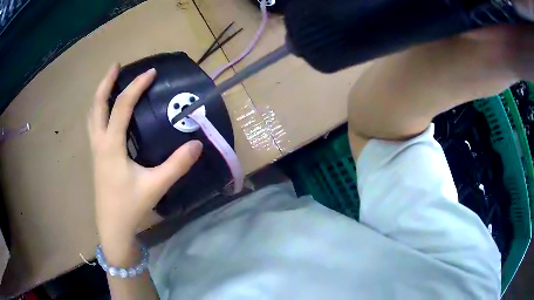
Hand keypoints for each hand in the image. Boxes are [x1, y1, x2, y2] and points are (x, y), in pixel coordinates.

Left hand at [87, 64, 202, 260]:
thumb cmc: (130, 207)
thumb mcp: (155, 186)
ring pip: (92, 115)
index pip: (122, 106)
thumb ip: (176, 165)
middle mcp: (99, 143)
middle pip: (96, 105)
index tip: (151, 72)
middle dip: (105, 82)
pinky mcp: (96, 157)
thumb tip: (196, 144)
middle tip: (116, 65)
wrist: (112, 227)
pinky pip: (94, 126)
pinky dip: (99, 111)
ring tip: (109, 83)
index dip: (136, 86)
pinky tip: (107, 113)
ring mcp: (95, 150)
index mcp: (111, 146)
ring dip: (100, 96)